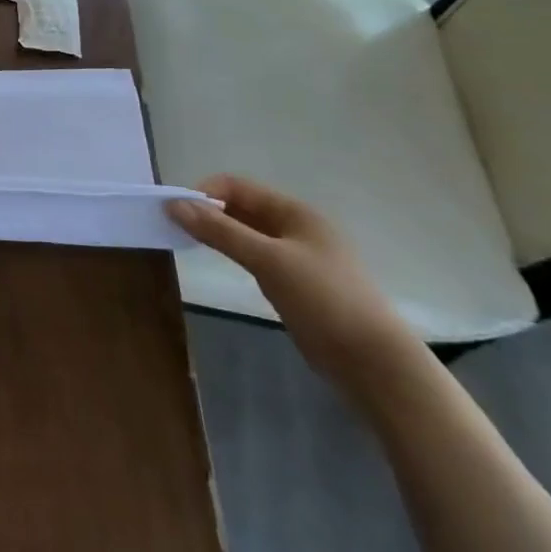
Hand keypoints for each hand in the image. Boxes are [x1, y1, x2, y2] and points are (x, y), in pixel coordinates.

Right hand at [167, 175, 420, 394]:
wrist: (376, 364)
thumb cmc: (324, 300)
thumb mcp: (268, 261)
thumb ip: (221, 231)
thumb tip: (174, 204)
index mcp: (295, 212)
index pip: (237, 187)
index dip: (204, 193)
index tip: (175, 212)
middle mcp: (297, 227)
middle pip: (242, 207)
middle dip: (208, 213)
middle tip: (176, 229)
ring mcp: (298, 257)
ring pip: (248, 233)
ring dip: (220, 233)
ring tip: (190, 244)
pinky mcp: (297, 284)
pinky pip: (256, 257)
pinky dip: (234, 254)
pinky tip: (221, 265)